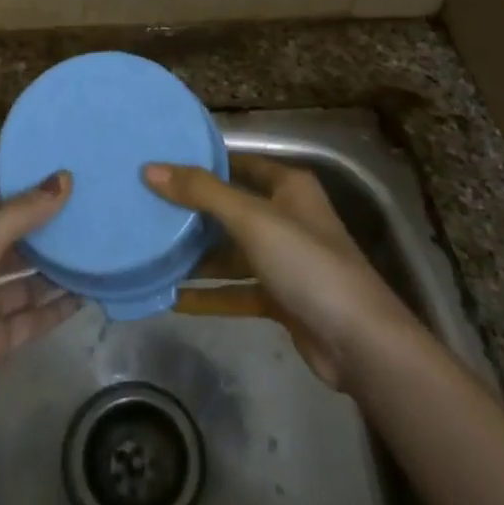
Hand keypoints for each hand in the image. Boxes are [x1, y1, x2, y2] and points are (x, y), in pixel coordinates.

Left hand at [0, 172, 78, 452]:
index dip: (26, 198)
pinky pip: (31, 318)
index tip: (66, 185)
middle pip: (11, 246)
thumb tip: (65, 178)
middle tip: (90, 218)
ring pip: (24, 284)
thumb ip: (21, 214)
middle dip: (45, 235)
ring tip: (96, 253)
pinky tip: (87, 294)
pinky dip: (56, 307)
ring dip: (55, 272)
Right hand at [143, 155, 416, 390]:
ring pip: (231, 251)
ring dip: (197, 256)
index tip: (160, 164)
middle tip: (145, 208)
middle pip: (231, 208)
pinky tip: (173, 299)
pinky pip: (236, 289)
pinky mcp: (279, 297)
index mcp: (288, 187)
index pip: (238, 163)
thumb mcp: (252, 219)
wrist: (359, 341)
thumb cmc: (307, 263)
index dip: (203, 163)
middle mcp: (286, 216)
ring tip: (151, 253)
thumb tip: (150, 168)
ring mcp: (284, 260)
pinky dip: (209, 293)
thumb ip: (202, 193)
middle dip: (192, 211)